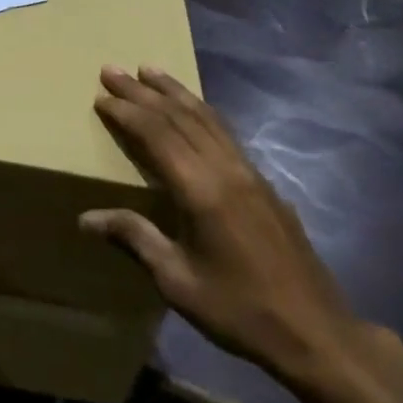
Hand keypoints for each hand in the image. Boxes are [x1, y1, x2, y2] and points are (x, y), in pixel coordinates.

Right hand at [80, 66, 369, 393]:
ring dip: (174, 91)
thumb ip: (135, 238)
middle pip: (178, 116)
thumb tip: (86, 218)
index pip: (156, 134)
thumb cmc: (240, 311)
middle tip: (112, 69)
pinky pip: (224, 130)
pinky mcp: (263, 181)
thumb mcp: (178, 282)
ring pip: (205, 116)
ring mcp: (248, 171)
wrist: (316, 333)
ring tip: (149, 70)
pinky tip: (192, 107)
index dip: (127, 112)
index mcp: (201, 190)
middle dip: (142, 91)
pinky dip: (200, 110)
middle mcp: (225, 168)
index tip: (101, 96)